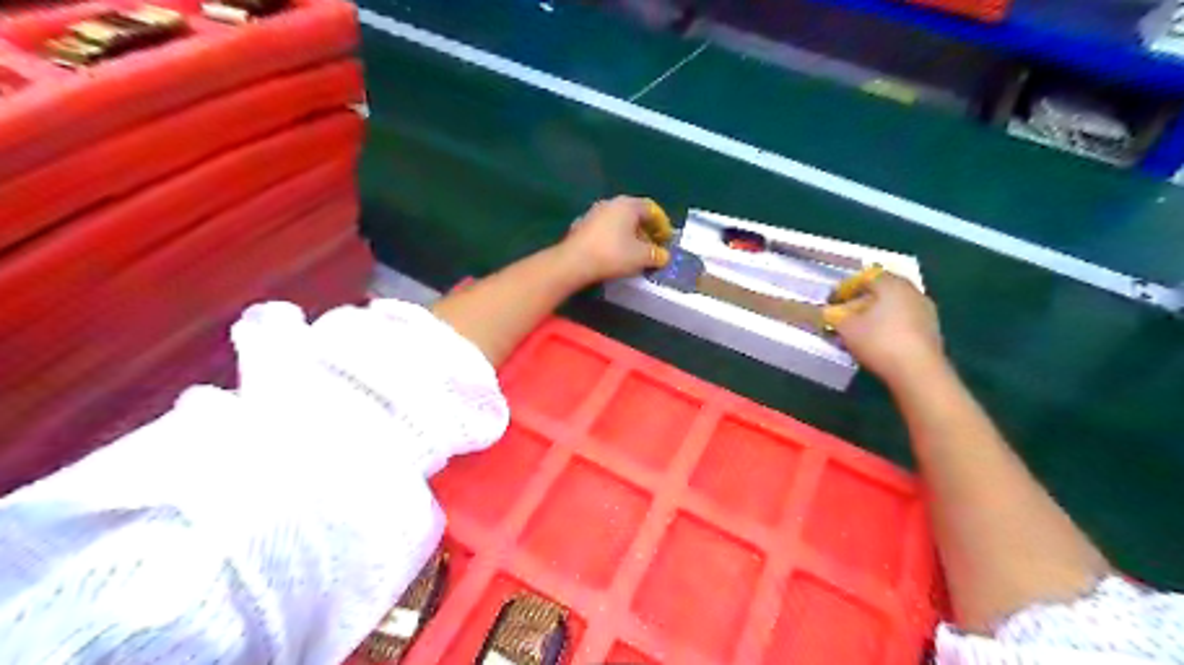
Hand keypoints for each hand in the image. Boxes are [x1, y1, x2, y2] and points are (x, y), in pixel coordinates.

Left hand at [557, 196, 668, 282]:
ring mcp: (593, 213)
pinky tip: (614, 254)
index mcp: (628, 204)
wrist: (574, 262)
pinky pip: (604, 230)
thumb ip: (657, 255)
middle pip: (634, 214)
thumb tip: (663, 256)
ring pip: (618, 222)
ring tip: (634, 253)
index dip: (662, 224)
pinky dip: (614, 239)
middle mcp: (610, 203)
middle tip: (652, 247)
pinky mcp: (581, 226)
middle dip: (645, 230)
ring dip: (629, 235)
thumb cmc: (613, 254)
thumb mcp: (642, 257)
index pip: (651, 208)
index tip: (666, 239)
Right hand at [825, 271, 949, 383]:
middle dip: (860, 301)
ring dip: (875, 314)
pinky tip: (877, 341)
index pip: (865, 276)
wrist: (918, 371)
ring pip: (893, 306)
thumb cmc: (879, 341)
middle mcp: (911, 291)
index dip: (845, 287)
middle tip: (844, 314)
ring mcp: (925, 310)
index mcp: (891, 283)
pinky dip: (888, 325)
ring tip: (858, 330)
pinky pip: (903, 320)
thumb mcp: (845, 327)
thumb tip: (828, 311)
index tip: (832, 300)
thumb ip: (833, 315)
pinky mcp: (931, 330)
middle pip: (881, 290)